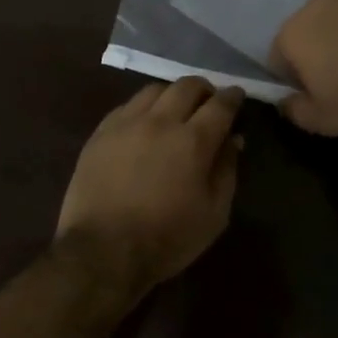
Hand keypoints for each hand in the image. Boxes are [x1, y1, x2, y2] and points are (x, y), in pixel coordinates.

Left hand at [57, 78, 244, 291]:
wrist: (102, 251)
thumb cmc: (166, 238)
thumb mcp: (214, 214)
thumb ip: (227, 171)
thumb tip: (233, 140)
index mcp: (193, 140)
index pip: (220, 104)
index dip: (232, 97)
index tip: (237, 96)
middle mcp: (160, 121)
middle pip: (187, 86)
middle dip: (204, 89)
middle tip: (209, 101)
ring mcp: (126, 123)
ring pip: (154, 90)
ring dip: (172, 94)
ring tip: (175, 110)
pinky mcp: (100, 133)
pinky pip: (127, 106)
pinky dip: (144, 107)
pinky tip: (144, 123)